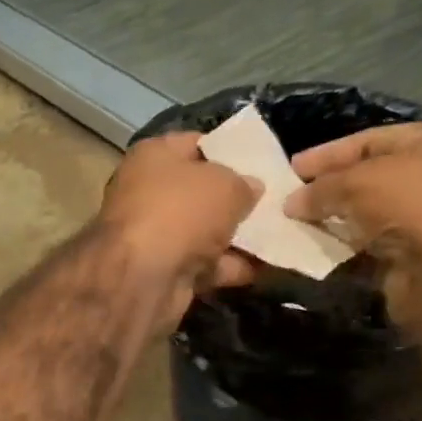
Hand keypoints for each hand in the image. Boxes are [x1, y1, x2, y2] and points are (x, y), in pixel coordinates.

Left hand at [96, 132, 261, 328]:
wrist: (143, 277)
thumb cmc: (181, 211)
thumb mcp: (225, 184)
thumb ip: (243, 183)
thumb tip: (251, 188)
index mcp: (153, 156)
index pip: (195, 144)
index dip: (228, 150)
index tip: (260, 162)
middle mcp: (147, 192)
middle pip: (200, 192)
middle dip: (235, 200)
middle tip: (275, 203)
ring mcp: (153, 235)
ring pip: (204, 231)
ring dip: (237, 238)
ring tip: (278, 236)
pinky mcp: (162, 271)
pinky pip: (203, 264)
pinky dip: (230, 267)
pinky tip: (265, 268)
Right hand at [286, 123, 421, 334]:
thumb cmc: (414, 203)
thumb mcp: (359, 180)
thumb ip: (321, 188)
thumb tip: (292, 203)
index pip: (369, 140)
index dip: (328, 153)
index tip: (291, 169)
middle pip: (366, 179)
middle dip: (326, 190)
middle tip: (286, 200)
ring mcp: (421, 222)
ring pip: (363, 217)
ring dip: (329, 223)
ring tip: (291, 228)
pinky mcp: (410, 260)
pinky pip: (364, 251)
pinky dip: (339, 252)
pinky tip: (311, 253)